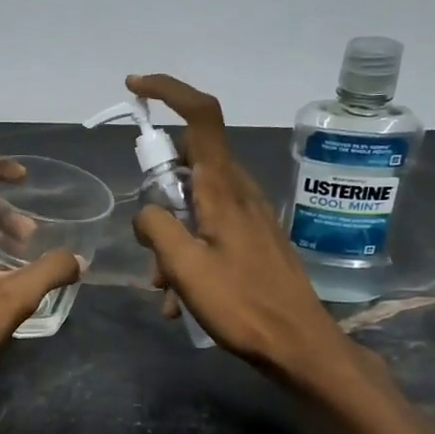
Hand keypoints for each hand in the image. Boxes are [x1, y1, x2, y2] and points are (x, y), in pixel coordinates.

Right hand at [127, 74, 360, 387]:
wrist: (298, 345)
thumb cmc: (242, 304)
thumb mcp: (185, 267)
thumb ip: (155, 227)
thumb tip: (147, 212)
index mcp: (222, 189)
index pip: (202, 116)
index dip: (169, 91)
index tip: (135, 89)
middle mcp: (238, 192)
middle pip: (187, 166)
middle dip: (156, 199)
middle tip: (148, 246)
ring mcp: (248, 216)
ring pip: (193, 205)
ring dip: (170, 239)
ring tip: (165, 289)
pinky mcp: (253, 239)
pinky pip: (208, 231)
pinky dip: (188, 256)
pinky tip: (181, 301)